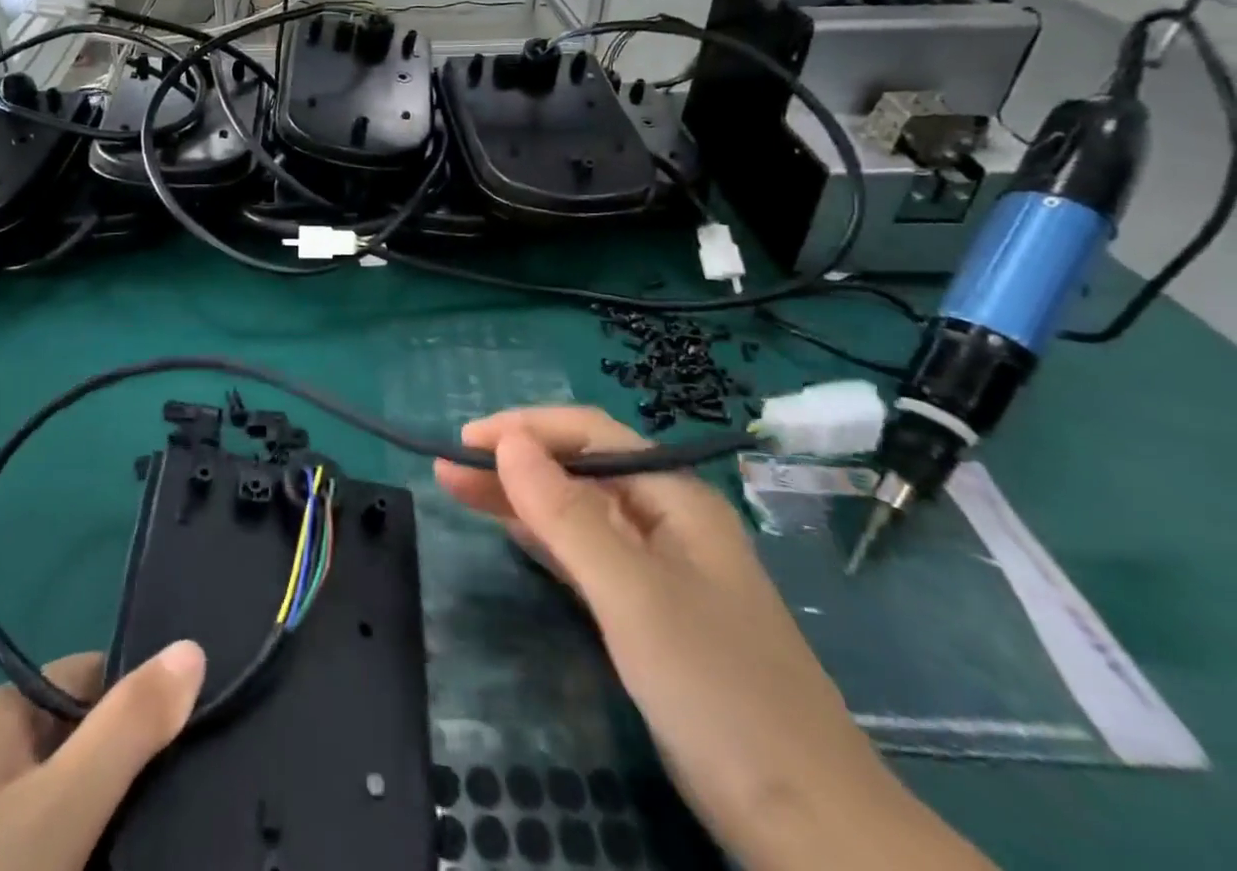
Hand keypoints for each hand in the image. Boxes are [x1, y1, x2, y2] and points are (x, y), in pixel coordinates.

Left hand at [0, 641, 205, 870]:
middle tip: (176, 813)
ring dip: (100, 828)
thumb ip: (130, 726)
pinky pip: (33, 856)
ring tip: (151, 852)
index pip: (88, 679)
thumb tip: (192, 647)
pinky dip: (70, 862)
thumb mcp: (64, 806)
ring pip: (58, 808)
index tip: (187, 747)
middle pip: (74, 743)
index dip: (138, 705)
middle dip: (123, 775)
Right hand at [435, 408, 991, 870]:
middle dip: (513, 462)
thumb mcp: (633, 595)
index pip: (590, 434)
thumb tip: (507, 443)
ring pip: (577, 512)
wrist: (811, 829)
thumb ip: (567, 516)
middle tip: (447, 467)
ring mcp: (659, 570)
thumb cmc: (718, 691)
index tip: (466, 441)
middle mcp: (666, 521)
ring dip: (520, 497)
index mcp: (675, 498)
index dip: (525, 429)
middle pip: (579, 470)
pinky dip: (543, 538)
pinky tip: (510, 531)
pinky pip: (584, 555)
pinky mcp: (649, 614)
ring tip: (458, 489)